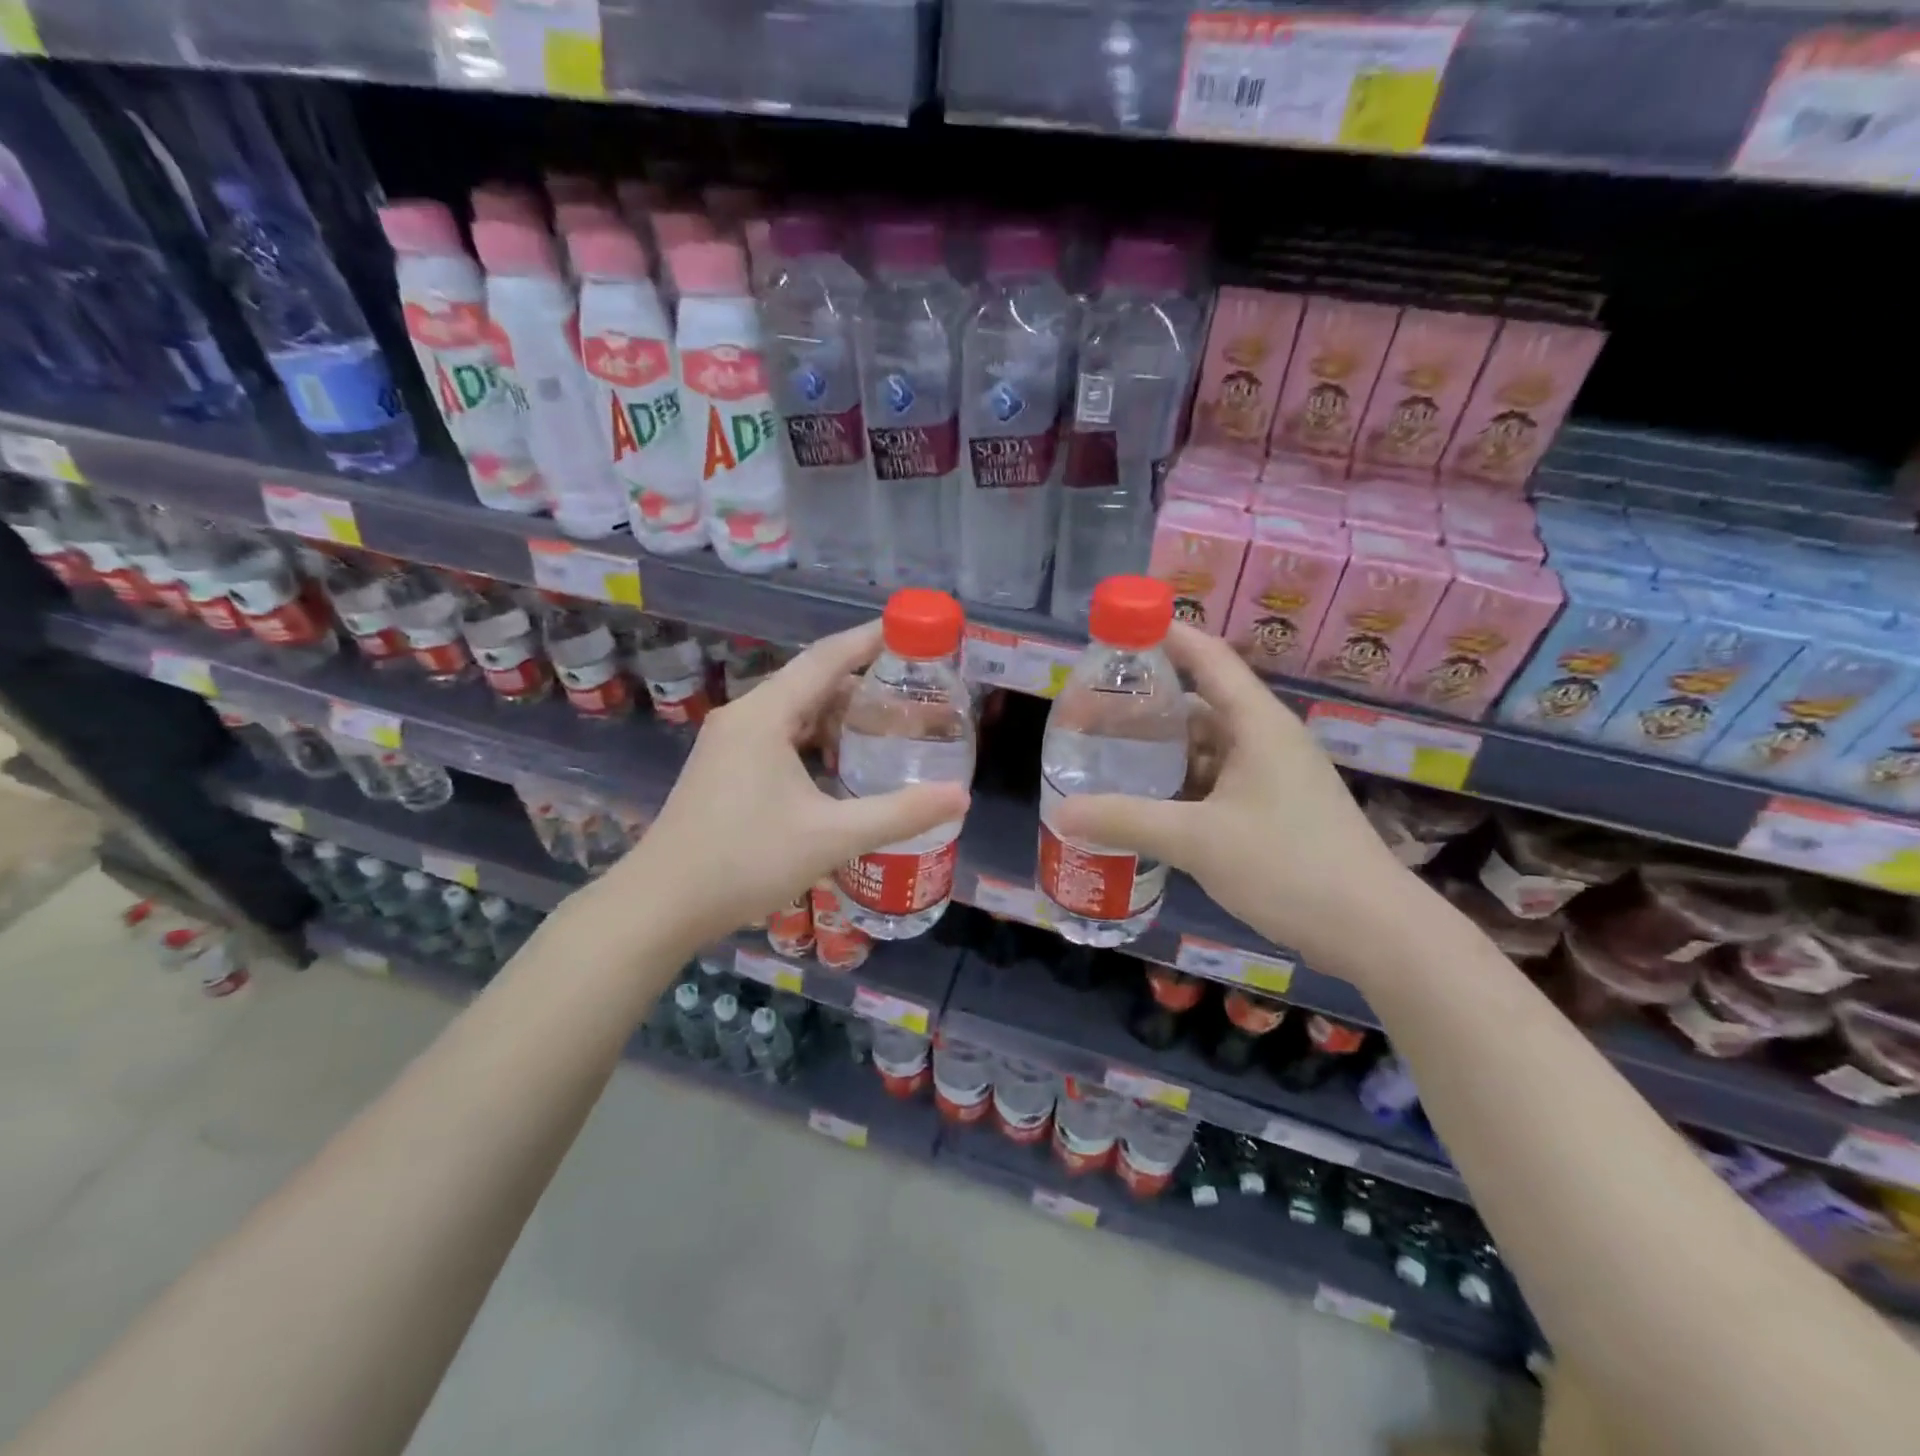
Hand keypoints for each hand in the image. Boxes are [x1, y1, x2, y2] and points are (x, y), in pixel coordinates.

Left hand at [605, 621, 969, 952]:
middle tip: (913, 693)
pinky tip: (841, 766)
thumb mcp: (831, 836)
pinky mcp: (725, 768)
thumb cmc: (744, 860)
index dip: (870, 639)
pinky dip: (816, 740)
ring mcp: (729, 743)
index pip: (827, 659)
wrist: (660, 905)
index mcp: (765, 715)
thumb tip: (960, 796)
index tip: (911, 630)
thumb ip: (898, 814)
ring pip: (795, 712)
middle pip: (812, 682)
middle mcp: (744, 717)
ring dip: (839, 716)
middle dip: (863, 684)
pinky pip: (779, 736)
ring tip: (887, 728)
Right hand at [1052, 622, 1416, 975]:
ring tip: (1111, 753)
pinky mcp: (1275, 809)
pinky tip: (1149, 800)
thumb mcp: (1198, 840)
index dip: (1167, 635)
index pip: (1208, 658)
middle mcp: (1267, 740)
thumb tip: (1063, 812)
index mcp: (1257, 724)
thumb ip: (1127, 821)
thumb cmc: (1288, 865)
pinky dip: (1183, 783)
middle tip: (1097, 709)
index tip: (1121, 628)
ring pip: (1209, 746)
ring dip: (1165, 748)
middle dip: (1151, 703)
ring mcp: (1274, 776)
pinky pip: (1218, 780)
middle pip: (1202, 702)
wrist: (1371, 929)